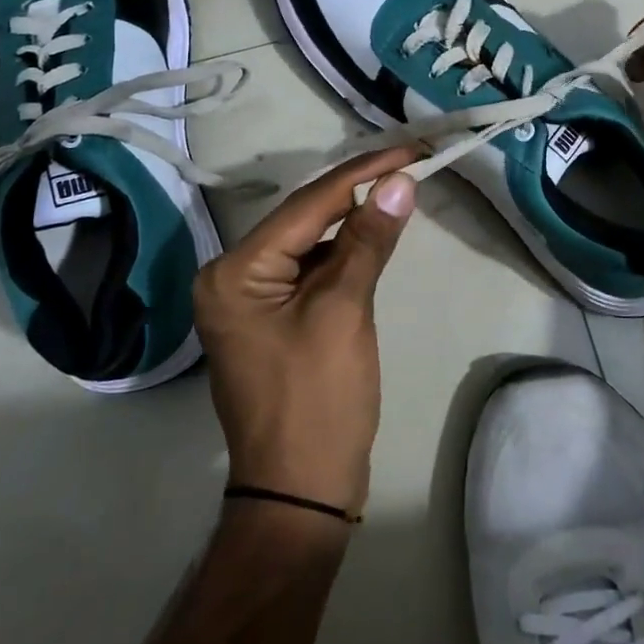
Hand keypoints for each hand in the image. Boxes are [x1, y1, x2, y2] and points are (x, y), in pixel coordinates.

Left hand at [193, 149, 417, 515]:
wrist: (301, 493)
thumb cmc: (318, 401)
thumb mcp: (344, 311)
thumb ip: (368, 239)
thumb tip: (399, 181)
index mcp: (235, 271)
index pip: (308, 204)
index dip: (363, 173)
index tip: (411, 150)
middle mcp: (232, 276)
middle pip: (305, 218)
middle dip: (359, 191)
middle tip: (410, 164)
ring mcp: (250, 299)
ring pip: (310, 242)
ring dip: (354, 221)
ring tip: (400, 191)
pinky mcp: (273, 318)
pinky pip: (311, 269)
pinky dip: (345, 253)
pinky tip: (374, 238)